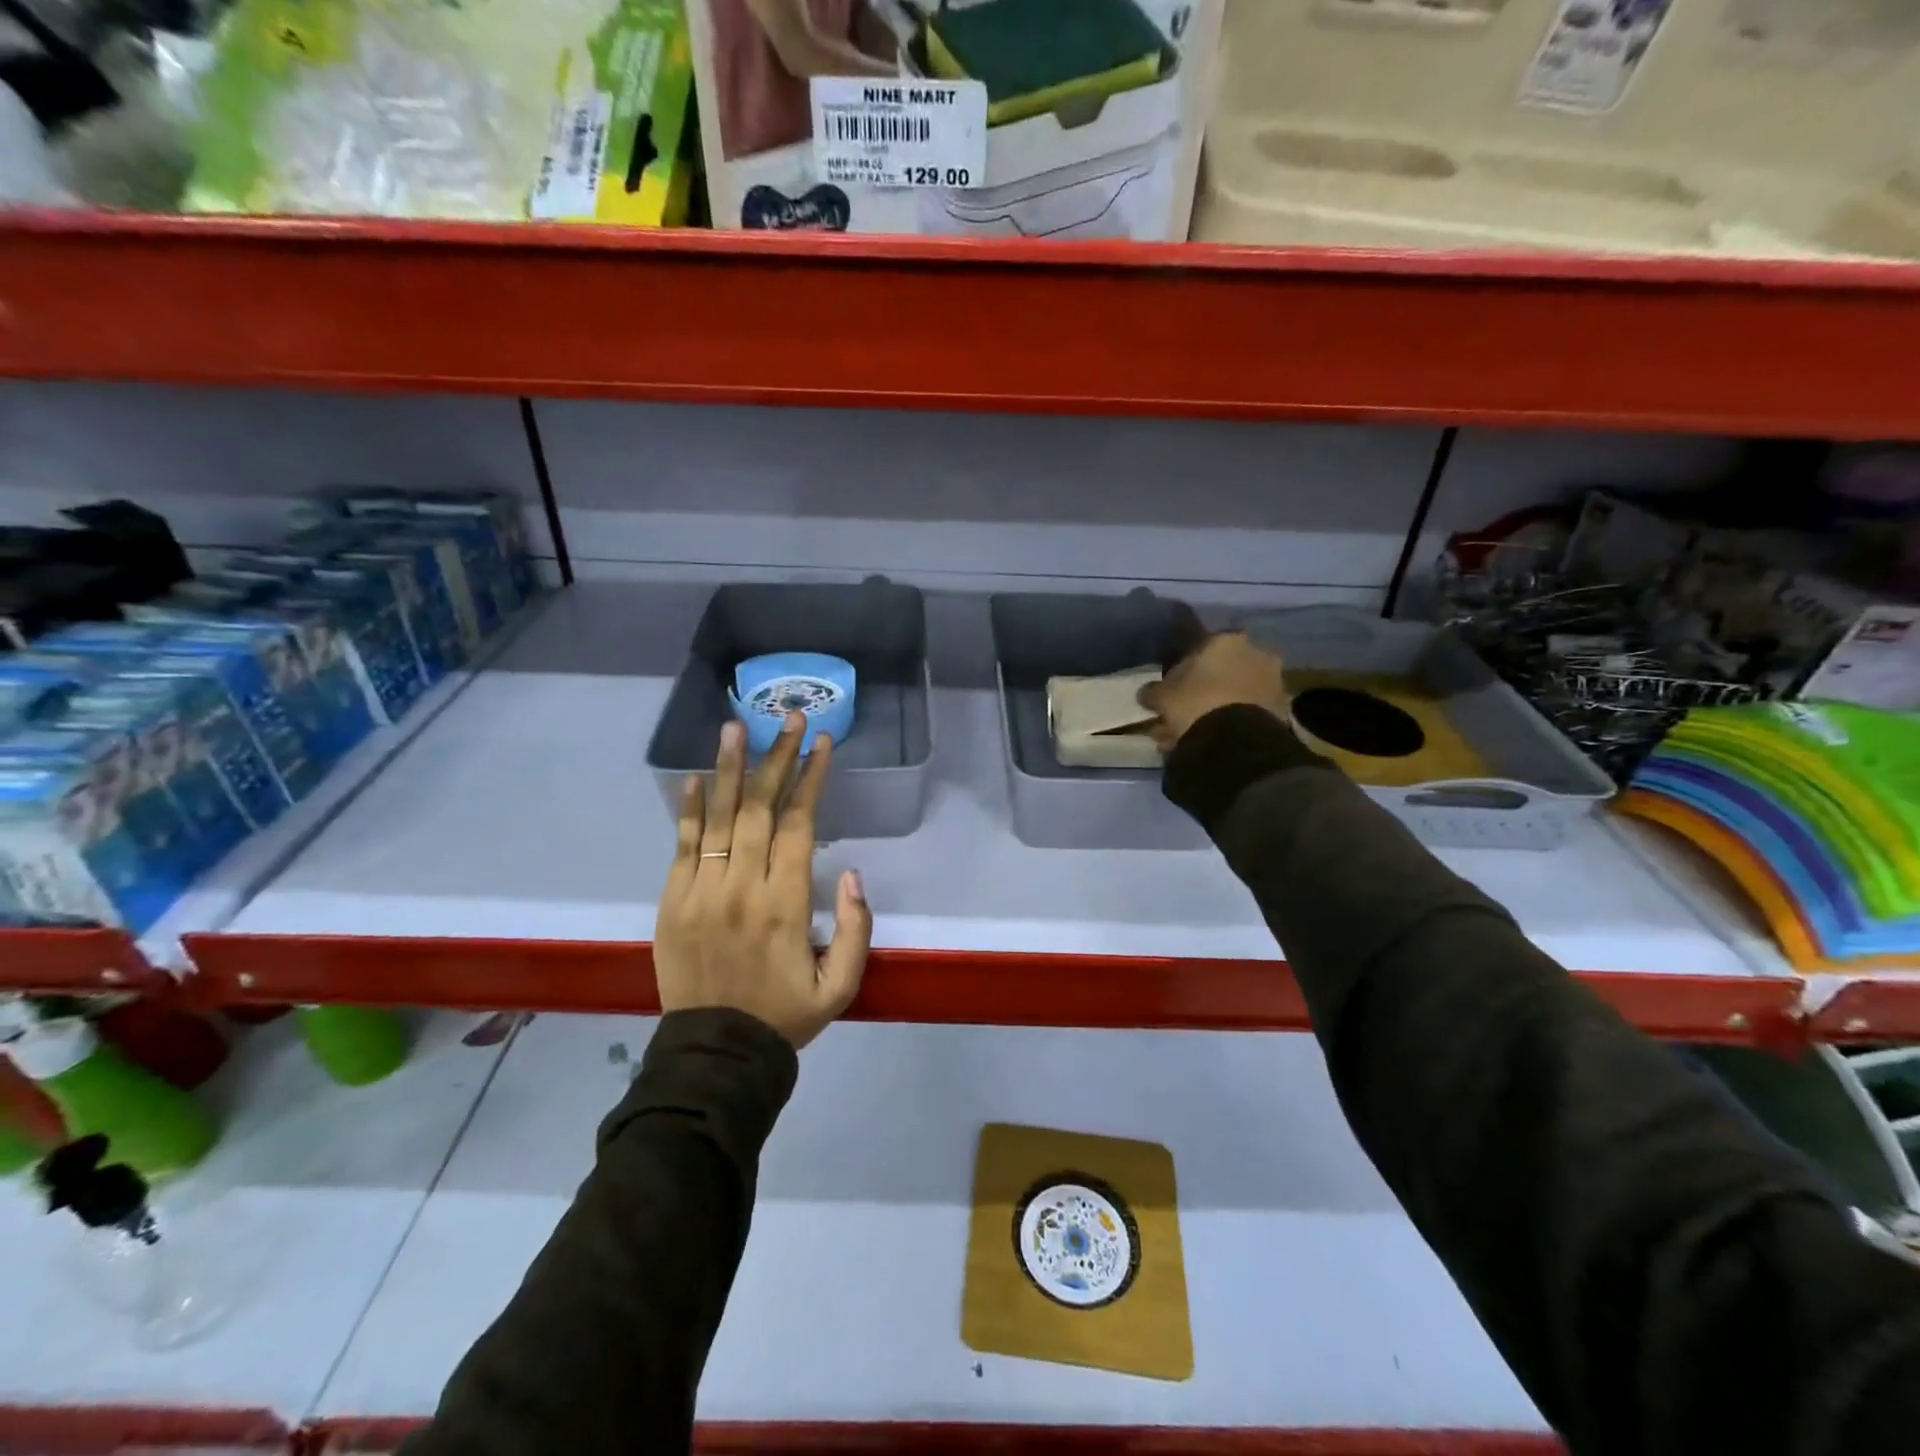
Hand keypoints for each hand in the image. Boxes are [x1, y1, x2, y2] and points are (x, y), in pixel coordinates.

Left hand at [655, 712, 872, 1048]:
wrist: (715, 1055)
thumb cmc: (785, 1016)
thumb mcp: (842, 986)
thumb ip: (856, 929)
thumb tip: (851, 873)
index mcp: (786, 904)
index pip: (798, 824)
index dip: (811, 779)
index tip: (822, 743)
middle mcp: (742, 887)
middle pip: (758, 807)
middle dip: (777, 757)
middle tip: (788, 717)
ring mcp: (700, 892)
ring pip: (717, 817)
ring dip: (728, 768)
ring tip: (735, 726)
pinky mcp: (671, 902)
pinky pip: (680, 846)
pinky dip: (688, 809)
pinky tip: (695, 776)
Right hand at [1137, 632, 1289, 748]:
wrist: (1237, 739)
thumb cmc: (1195, 703)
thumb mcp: (1162, 696)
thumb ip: (1153, 691)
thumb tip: (1147, 694)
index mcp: (1226, 639)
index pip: (1202, 646)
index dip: (1186, 668)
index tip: (1175, 686)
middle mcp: (1256, 652)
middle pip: (1225, 669)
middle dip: (1206, 689)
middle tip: (1186, 712)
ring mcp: (1274, 680)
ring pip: (1239, 692)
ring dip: (1220, 707)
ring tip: (1198, 732)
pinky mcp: (1284, 709)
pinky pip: (1252, 712)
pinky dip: (1236, 722)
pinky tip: (1217, 740)